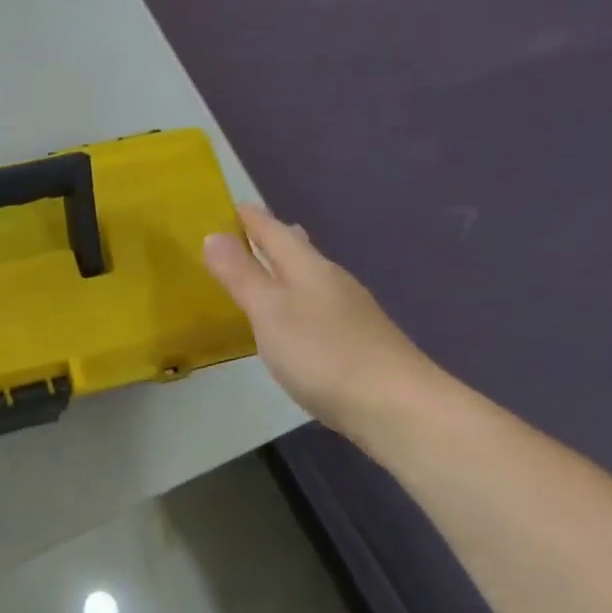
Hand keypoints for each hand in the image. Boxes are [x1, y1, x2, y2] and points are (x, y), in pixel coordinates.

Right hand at [203, 204, 437, 435]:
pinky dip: (300, 299)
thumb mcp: (270, 311)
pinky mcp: (359, 342)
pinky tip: (297, 318)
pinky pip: (319, 306)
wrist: (398, 408)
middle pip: (300, 251)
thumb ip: (241, 275)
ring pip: (312, 278)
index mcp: (309, 269)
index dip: (254, 219)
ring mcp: (351, 313)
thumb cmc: (324, 353)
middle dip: (275, 239)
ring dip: (288, 269)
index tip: (235, 204)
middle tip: (253, 229)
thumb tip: (213, 235)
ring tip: (270, 268)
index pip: (276, 233)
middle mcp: (332, 283)